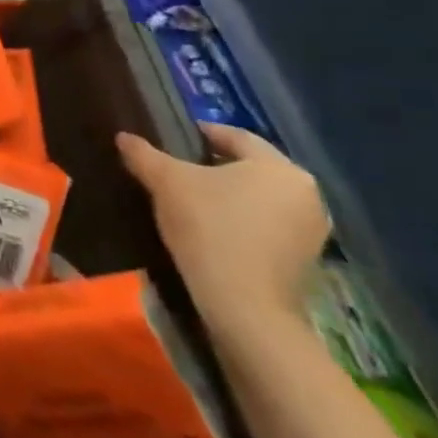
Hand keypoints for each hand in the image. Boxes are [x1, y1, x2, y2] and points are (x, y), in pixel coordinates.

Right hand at [117, 122, 329, 340]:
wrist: (244, 305)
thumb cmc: (209, 227)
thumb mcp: (165, 182)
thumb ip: (144, 154)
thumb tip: (123, 137)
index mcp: (280, 167)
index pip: (236, 136)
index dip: (201, 133)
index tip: (172, 138)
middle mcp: (306, 193)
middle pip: (251, 167)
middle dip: (215, 166)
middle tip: (178, 171)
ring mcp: (313, 230)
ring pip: (261, 197)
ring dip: (230, 195)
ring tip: (192, 201)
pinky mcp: (307, 259)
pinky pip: (269, 225)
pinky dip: (243, 221)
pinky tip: (213, 230)